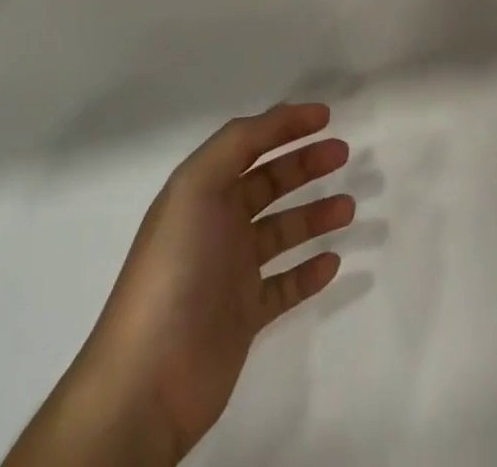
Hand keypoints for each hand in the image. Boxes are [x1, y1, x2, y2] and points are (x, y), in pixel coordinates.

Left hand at [11, 103, 352, 466]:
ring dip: (314, 215)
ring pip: (282, 231)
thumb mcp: (197, 187)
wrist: (148, 379)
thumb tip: (279, 117)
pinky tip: (332, 262)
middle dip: (304, 163)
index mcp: (202, 189)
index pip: (249, 143)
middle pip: (269, 182)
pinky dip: (308, 272)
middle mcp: (217, 222)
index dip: (285, 124)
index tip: (325, 116)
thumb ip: (237, 143)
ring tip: (348, 207)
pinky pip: (284, 285)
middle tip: (342, 154)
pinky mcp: (243, 316)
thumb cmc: (175, 268)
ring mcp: (231, 270)